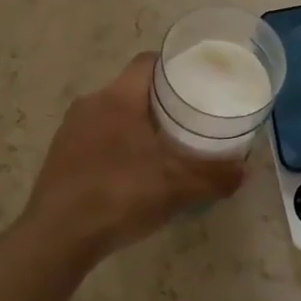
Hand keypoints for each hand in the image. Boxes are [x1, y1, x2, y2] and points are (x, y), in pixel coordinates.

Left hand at [23, 54, 246, 261]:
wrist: (57, 238)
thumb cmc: (120, 195)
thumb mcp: (178, 187)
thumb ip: (214, 176)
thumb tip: (243, 171)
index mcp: (118, 97)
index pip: (148, 63)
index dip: (174, 66)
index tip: (197, 80)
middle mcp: (91, 103)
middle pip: (132, 88)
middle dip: (159, 100)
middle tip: (188, 117)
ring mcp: (70, 130)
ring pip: (112, 113)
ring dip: (135, 124)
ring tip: (162, 145)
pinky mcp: (58, 156)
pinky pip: (95, 137)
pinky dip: (116, 145)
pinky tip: (131, 172)